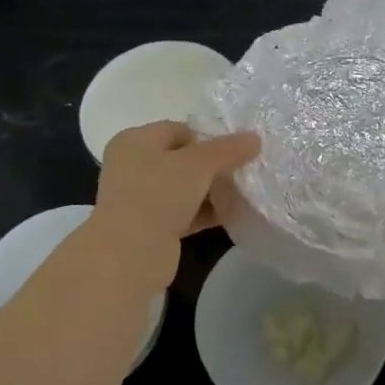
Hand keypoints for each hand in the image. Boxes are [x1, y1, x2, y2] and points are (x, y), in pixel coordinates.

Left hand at [91, 122, 260, 287]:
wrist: (130, 254)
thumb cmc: (158, 195)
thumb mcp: (199, 164)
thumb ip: (228, 149)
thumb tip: (255, 138)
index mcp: (135, 141)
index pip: (178, 130)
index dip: (208, 138)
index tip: (234, 152)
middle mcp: (132, 166)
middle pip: (182, 159)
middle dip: (213, 166)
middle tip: (242, 172)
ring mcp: (140, 198)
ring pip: (184, 188)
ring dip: (211, 191)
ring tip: (242, 194)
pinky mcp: (150, 227)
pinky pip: (184, 213)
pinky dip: (205, 213)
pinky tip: (231, 215)